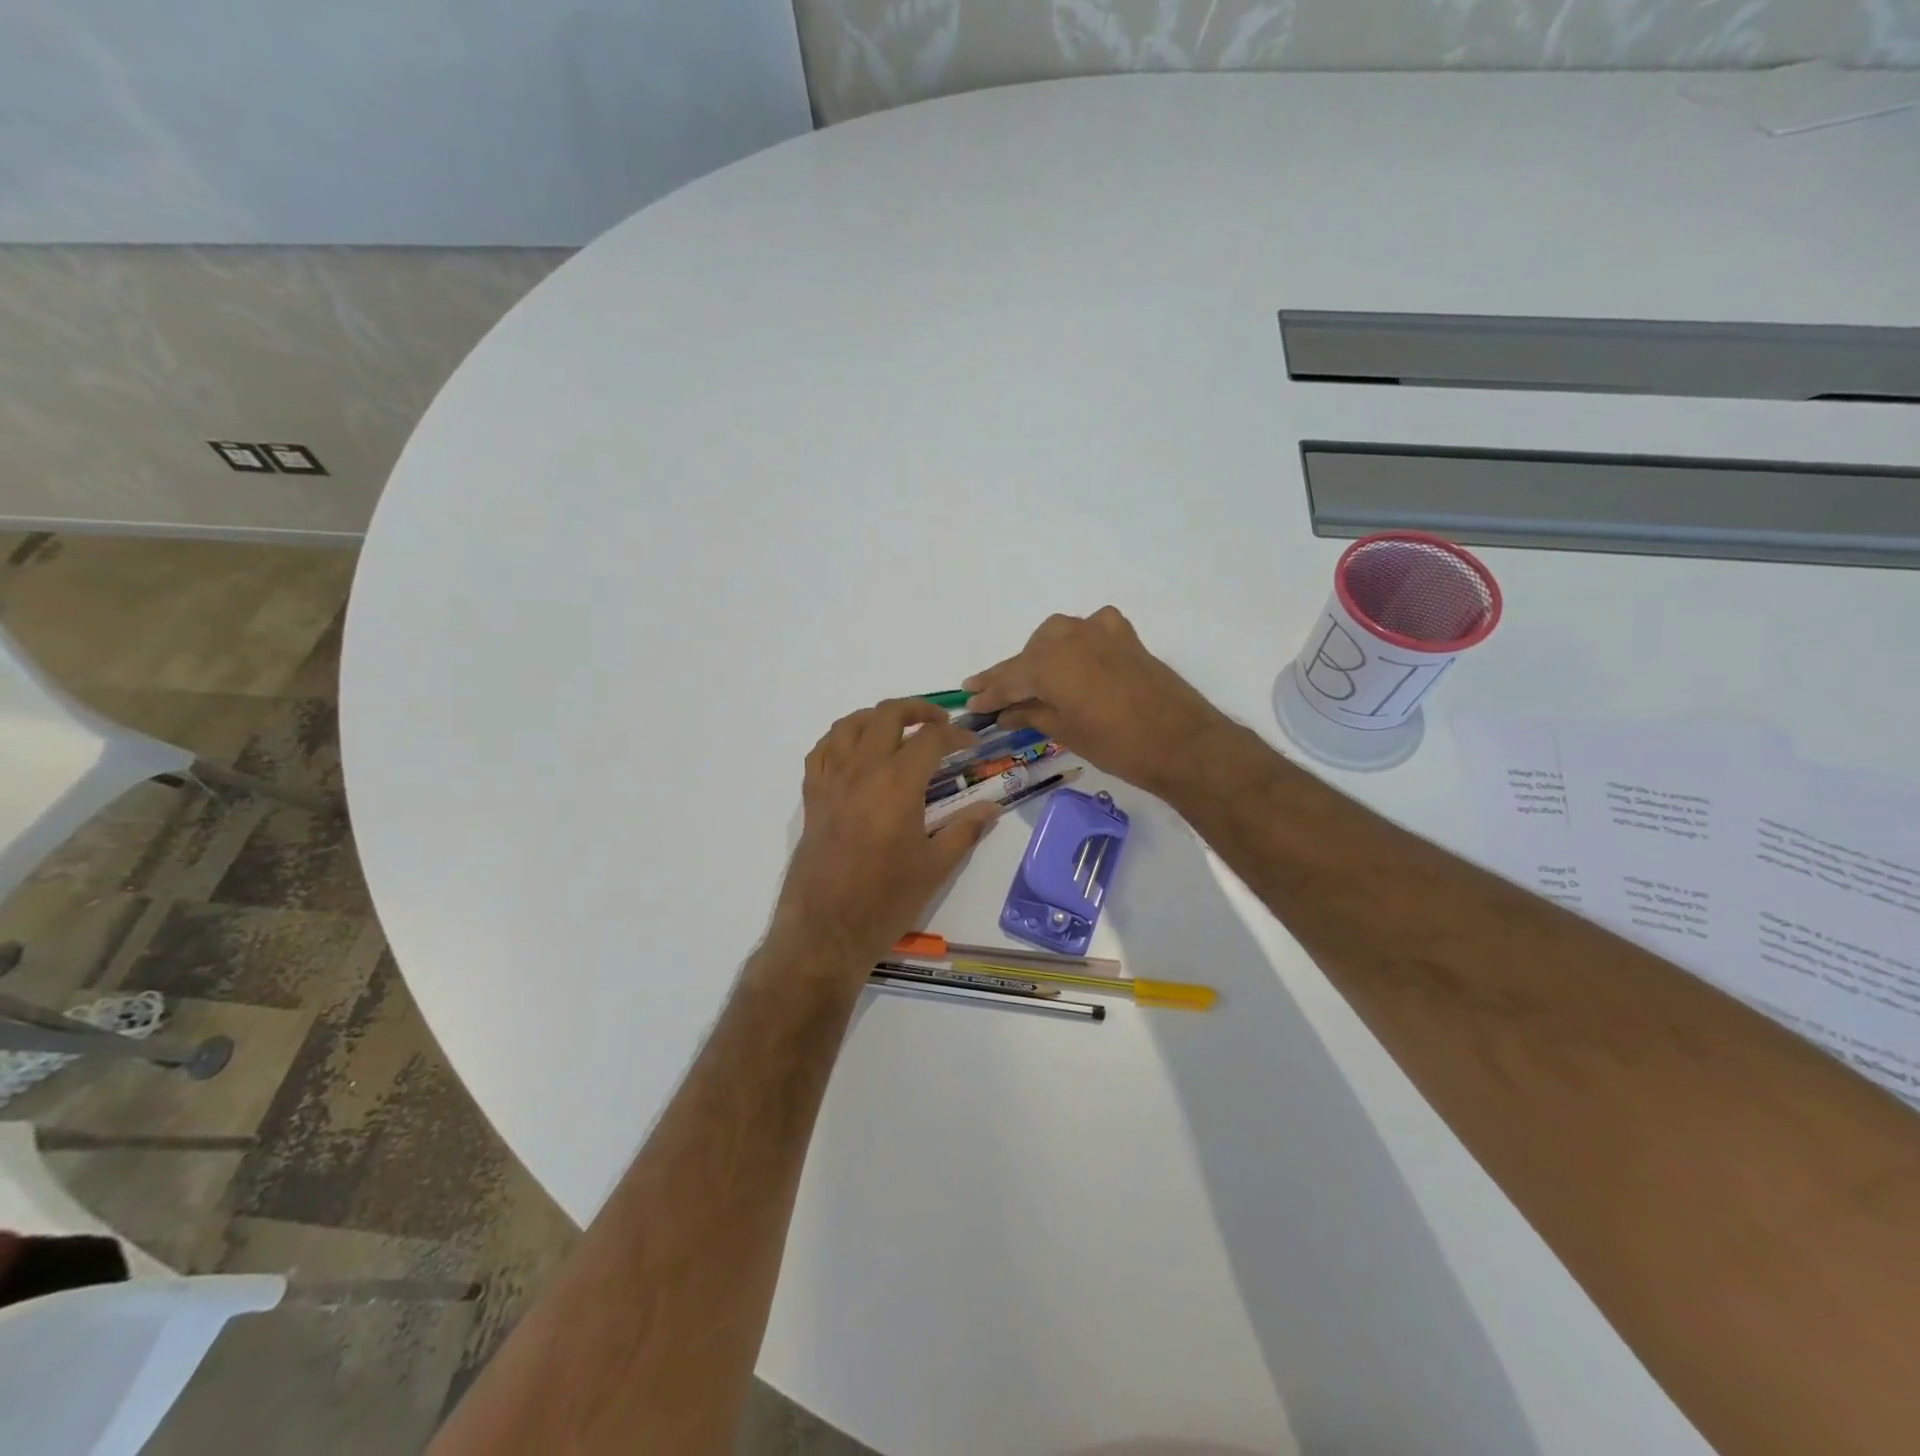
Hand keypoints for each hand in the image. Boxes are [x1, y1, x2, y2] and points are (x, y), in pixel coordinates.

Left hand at [769, 698, 1000, 980]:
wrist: (825, 931)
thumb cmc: (886, 901)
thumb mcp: (935, 867)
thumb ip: (965, 830)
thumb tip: (992, 808)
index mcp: (898, 783)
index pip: (931, 738)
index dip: (956, 735)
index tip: (971, 745)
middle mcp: (862, 770)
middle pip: (887, 714)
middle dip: (918, 709)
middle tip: (938, 724)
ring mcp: (831, 781)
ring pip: (849, 724)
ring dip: (877, 717)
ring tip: (897, 730)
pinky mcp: (812, 797)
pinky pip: (822, 751)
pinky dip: (841, 739)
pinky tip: (855, 752)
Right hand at [963, 607, 1229, 794]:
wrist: (1182, 742)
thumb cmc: (1116, 745)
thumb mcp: (1065, 732)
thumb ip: (1030, 715)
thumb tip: (1004, 713)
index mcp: (1049, 663)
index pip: (1008, 678)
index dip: (988, 692)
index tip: (969, 701)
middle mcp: (1069, 637)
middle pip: (1029, 654)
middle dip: (1010, 674)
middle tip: (992, 693)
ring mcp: (1100, 632)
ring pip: (1057, 636)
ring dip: (1040, 655)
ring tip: (1031, 679)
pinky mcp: (1125, 637)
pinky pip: (1091, 629)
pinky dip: (1078, 640)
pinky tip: (1077, 655)